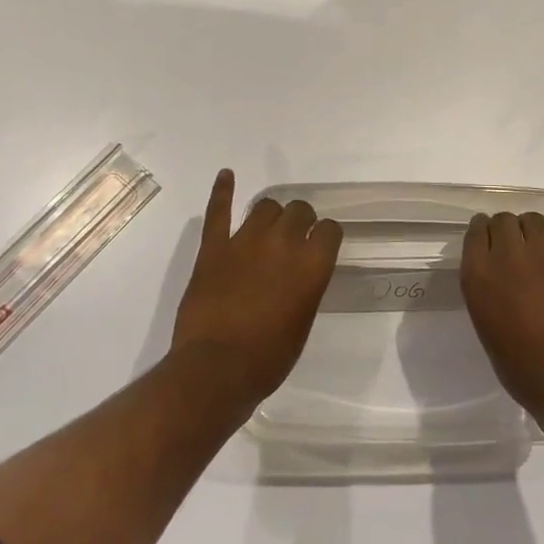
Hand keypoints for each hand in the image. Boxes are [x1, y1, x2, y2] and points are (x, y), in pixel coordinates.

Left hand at [168, 169, 342, 408]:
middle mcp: (284, 243)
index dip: (326, 237)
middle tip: (294, 240)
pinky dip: (222, 191)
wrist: (216, 369)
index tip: (321, 246)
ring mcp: (246, 240)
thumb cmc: (268, 358)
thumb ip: (306, 287)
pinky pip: (219, 211)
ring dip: (271, 215)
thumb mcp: (302, 323)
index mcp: (312, 265)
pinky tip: (227, 175)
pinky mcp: (214, 247)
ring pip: (265, 206)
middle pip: (299, 210)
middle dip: (301, 221)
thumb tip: (301, 273)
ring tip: (267, 227)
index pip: (330, 230)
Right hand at [459, 211, 543, 431]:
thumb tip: (499, 280)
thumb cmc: (520, 367)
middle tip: (511, 247)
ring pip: (534, 221)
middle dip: (505, 229)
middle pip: (504, 220)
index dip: (482, 232)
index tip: (486, 240)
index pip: (476, 231)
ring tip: (535, 251)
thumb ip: (488, 292)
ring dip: (530, 231)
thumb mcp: (487, 326)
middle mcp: (510, 256)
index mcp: (480, 274)